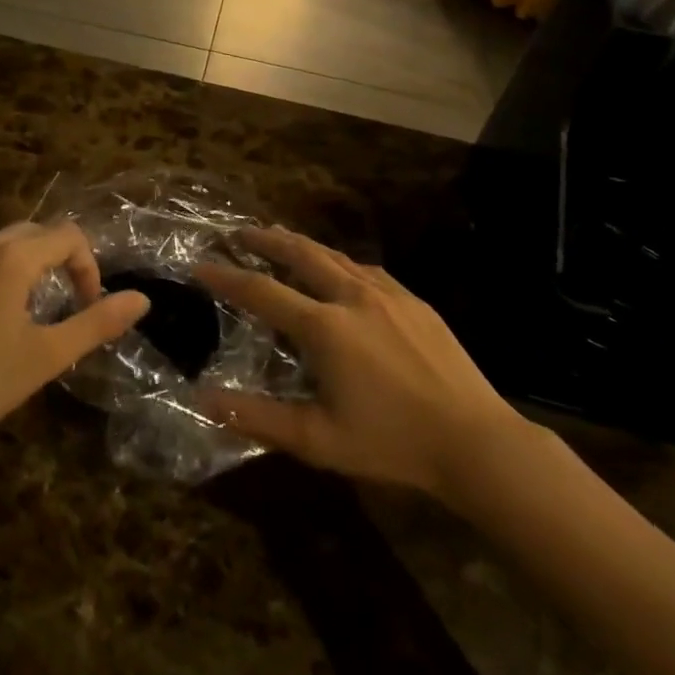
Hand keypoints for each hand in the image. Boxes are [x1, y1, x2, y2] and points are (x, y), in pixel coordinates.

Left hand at [0, 222, 147, 458]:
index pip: (68, 236)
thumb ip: (97, 323)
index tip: (90, 309)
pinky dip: (9, 275)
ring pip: (10, 246)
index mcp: (13, 257)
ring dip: (37, 267)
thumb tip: (141, 299)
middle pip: (39, 232)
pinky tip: (2, 321)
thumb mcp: (46, 356)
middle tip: (73, 304)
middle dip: (65, 261)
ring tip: (42, 312)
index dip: (90, 267)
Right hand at [195, 227, 528, 500]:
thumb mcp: (317, 439)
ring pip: (335, 255)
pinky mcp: (414, 300)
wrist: (474, 439)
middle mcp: (352, 297)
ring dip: (303, 244)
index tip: (200, 264)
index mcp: (325, 327)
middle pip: (301, 254)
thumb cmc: (391, 443)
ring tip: (282, 238)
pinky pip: (366, 269)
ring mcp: (387, 294)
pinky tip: (340, 268)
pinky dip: (340, 261)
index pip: (263, 292)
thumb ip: (257, 417)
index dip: (227, 277)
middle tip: (241, 231)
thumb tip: (203, 399)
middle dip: (267, 240)